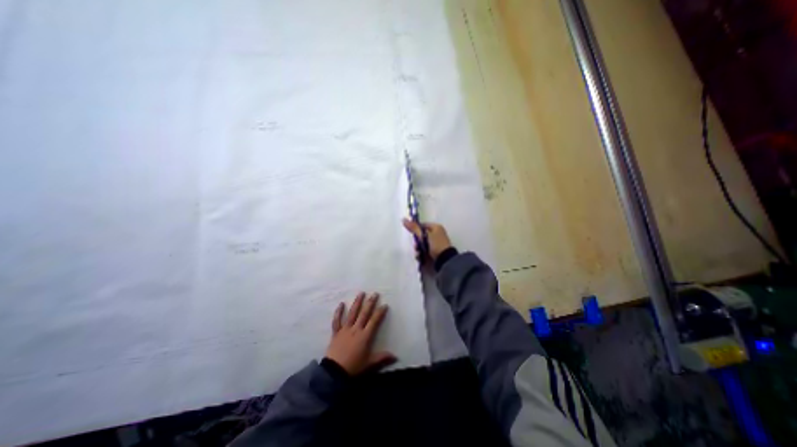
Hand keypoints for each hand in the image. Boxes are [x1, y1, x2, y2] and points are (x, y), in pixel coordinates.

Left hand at [326, 291, 396, 375]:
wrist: (334, 373)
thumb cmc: (353, 367)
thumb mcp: (369, 364)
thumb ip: (382, 357)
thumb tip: (395, 356)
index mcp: (365, 336)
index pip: (374, 321)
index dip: (380, 312)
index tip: (384, 305)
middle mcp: (356, 329)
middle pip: (364, 314)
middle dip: (370, 303)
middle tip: (375, 294)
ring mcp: (345, 329)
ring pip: (352, 313)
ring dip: (357, 303)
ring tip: (361, 293)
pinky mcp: (336, 332)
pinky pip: (337, 320)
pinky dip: (338, 312)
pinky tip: (341, 303)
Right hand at [402, 217, 449, 258]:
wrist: (445, 260)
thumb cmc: (436, 244)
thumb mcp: (424, 236)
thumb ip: (414, 228)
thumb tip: (403, 219)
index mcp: (436, 227)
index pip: (423, 225)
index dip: (416, 229)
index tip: (412, 234)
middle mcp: (437, 234)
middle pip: (421, 235)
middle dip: (417, 242)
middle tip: (416, 246)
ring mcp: (436, 243)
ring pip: (422, 244)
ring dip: (418, 249)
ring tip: (418, 253)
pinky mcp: (435, 251)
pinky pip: (425, 250)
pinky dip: (422, 253)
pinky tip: (420, 257)